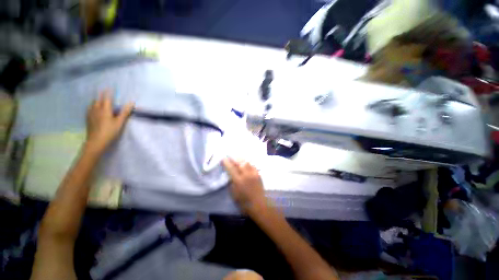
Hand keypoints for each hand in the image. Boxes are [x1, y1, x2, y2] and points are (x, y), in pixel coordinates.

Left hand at [85, 91, 133, 152]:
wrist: (96, 141)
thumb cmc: (110, 131)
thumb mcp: (120, 122)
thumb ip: (125, 112)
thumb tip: (131, 102)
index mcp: (105, 109)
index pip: (107, 98)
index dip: (109, 92)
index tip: (110, 87)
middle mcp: (96, 109)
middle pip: (98, 99)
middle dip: (101, 94)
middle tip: (103, 90)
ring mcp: (91, 114)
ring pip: (93, 104)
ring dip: (96, 99)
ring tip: (99, 98)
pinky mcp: (88, 119)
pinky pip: (89, 109)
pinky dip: (92, 105)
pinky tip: (93, 108)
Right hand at [223, 158, 267, 214]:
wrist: (259, 205)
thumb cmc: (244, 202)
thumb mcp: (234, 193)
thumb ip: (231, 182)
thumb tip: (230, 174)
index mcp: (238, 180)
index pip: (231, 168)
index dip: (226, 162)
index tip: (223, 158)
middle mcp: (246, 175)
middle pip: (239, 162)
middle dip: (234, 158)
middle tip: (230, 157)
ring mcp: (253, 173)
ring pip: (246, 162)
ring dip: (240, 160)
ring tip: (237, 159)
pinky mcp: (258, 174)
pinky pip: (252, 165)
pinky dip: (247, 163)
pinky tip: (245, 164)